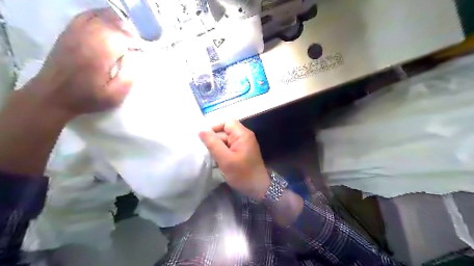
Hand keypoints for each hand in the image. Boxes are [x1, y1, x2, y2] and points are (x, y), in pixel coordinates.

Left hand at [31, 8, 143, 116]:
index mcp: (99, 55)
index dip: (136, 40)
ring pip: (99, 16)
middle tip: (139, 41)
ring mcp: (75, 33)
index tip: (144, 49)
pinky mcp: (69, 33)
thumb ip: (129, 78)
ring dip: (117, 21)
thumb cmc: (88, 98)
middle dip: (129, 29)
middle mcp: (86, 39)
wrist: (53, 96)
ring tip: (128, 31)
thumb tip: (138, 59)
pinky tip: (109, 22)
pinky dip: (99, 16)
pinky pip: (85, 16)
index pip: (122, 36)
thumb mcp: (114, 96)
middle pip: (112, 23)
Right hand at [198, 120, 269, 198]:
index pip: (226, 122)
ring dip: (217, 148)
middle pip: (225, 132)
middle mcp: (243, 137)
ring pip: (225, 141)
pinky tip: (216, 162)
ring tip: (210, 158)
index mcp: (242, 134)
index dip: (214, 128)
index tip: (204, 139)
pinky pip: (228, 148)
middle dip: (214, 141)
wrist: (258, 188)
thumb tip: (201, 131)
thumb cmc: (243, 174)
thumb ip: (213, 144)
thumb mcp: (225, 159)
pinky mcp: (241, 153)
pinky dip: (222, 153)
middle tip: (205, 152)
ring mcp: (243, 145)